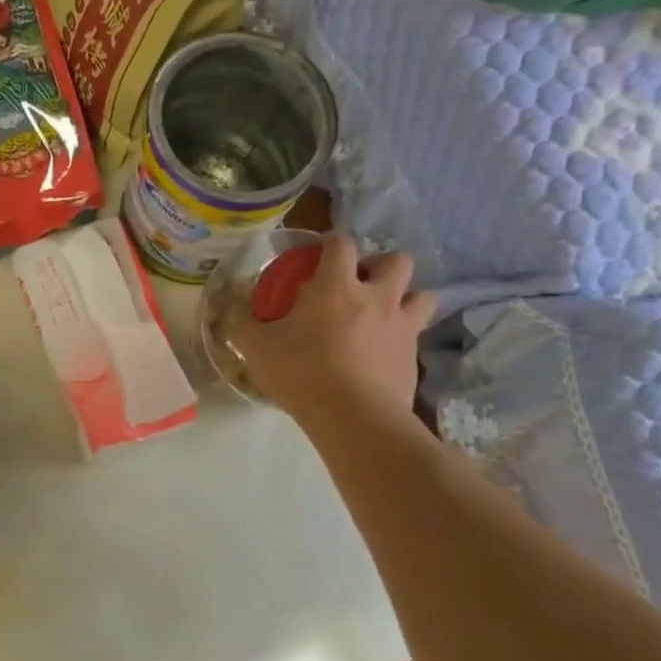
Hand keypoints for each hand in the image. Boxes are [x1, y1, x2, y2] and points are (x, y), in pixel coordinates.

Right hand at [229, 234, 434, 428]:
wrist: (353, 417)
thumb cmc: (302, 373)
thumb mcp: (258, 349)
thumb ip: (245, 328)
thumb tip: (236, 319)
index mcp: (337, 286)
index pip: (342, 243)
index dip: (332, 243)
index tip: (321, 255)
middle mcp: (377, 298)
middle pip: (397, 260)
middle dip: (382, 265)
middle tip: (362, 284)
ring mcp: (402, 327)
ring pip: (423, 296)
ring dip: (407, 298)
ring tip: (385, 315)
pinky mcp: (414, 358)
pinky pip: (416, 338)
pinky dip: (403, 340)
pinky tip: (383, 355)